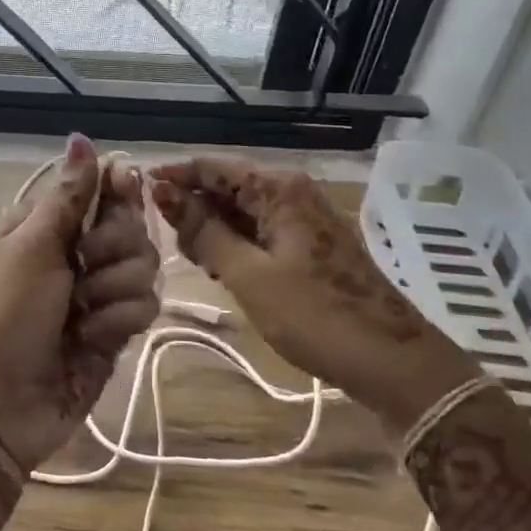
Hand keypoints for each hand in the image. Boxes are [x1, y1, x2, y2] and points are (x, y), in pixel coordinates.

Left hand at [0, 134, 160, 470]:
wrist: (2, 403)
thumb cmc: (5, 314)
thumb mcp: (30, 248)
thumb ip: (67, 197)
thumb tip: (80, 137)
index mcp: (48, 225)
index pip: (100, 187)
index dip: (118, 186)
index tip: (125, 186)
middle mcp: (78, 251)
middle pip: (131, 225)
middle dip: (112, 247)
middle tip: (81, 267)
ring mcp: (99, 290)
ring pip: (145, 265)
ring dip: (113, 289)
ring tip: (81, 313)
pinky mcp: (117, 327)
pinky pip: (145, 306)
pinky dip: (119, 320)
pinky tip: (92, 338)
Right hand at [151, 158, 476, 435]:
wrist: (394, 363)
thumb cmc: (316, 315)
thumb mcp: (248, 274)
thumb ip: (203, 230)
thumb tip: (163, 192)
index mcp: (279, 189)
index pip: (212, 166)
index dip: (173, 177)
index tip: (136, 193)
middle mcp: (291, 193)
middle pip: (226, 187)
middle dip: (193, 209)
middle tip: (169, 244)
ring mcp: (302, 219)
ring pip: (240, 211)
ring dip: (212, 231)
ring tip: (194, 262)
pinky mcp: (308, 245)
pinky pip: (258, 231)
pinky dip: (234, 245)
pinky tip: (220, 268)